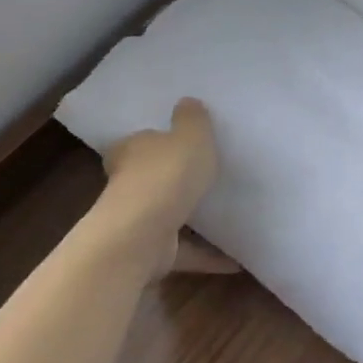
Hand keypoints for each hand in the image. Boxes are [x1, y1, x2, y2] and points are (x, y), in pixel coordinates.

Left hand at [101, 98, 232, 277]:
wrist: (143, 234)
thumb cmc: (166, 175)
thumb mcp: (190, 136)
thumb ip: (192, 119)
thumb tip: (187, 101)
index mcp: (131, 150)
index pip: (138, 142)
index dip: (156, 141)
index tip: (176, 143)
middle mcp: (128, 184)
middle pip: (150, 178)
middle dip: (171, 180)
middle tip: (203, 177)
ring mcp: (138, 220)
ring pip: (166, 215)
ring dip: (188, 218)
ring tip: (223, 217)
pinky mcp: (151, 252)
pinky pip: (184, 252)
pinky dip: (206, 256)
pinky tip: (234, 262)